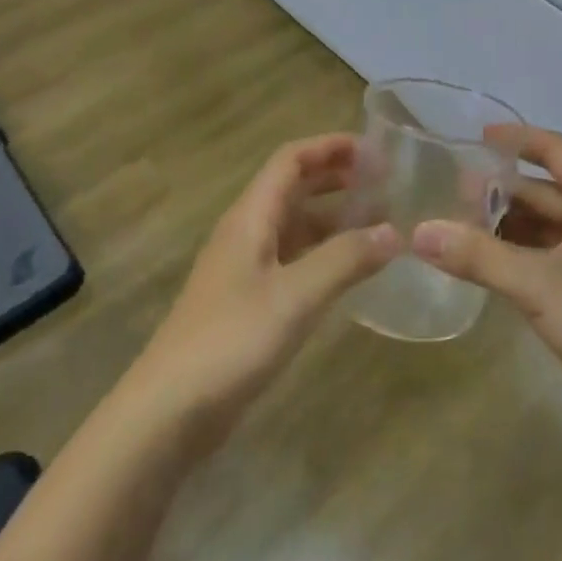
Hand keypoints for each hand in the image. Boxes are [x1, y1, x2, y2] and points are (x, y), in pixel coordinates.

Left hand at [134, 134, 398, 448]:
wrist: (167, 413)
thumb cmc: (230, 342)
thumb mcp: (296, 296)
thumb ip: (346, 259)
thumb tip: (395, 232)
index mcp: (250, 218)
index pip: (291, 161)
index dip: (331, 147)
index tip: (375, 150)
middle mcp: (246, 234)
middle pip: (293, 188)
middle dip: (337, 178)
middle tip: (385, 182)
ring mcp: (245, 270)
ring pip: (295, 226)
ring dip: (334, 217)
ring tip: (379, 223)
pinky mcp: (248, 303)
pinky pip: (293, 260)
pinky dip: (324, 253)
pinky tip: (350, 270)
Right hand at [410, 126, 561, 429]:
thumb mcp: (537, 283)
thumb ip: (477, 256)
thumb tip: (420, 232)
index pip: (553, 149)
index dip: (515, 139)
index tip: (475, 138)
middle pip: (548, 189)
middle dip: (503, 191)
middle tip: (454, 197)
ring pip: (552, 226)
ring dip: (512, 226)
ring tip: (464, 232)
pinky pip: (558, 255)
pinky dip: (527, 254)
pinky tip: (496, 268)